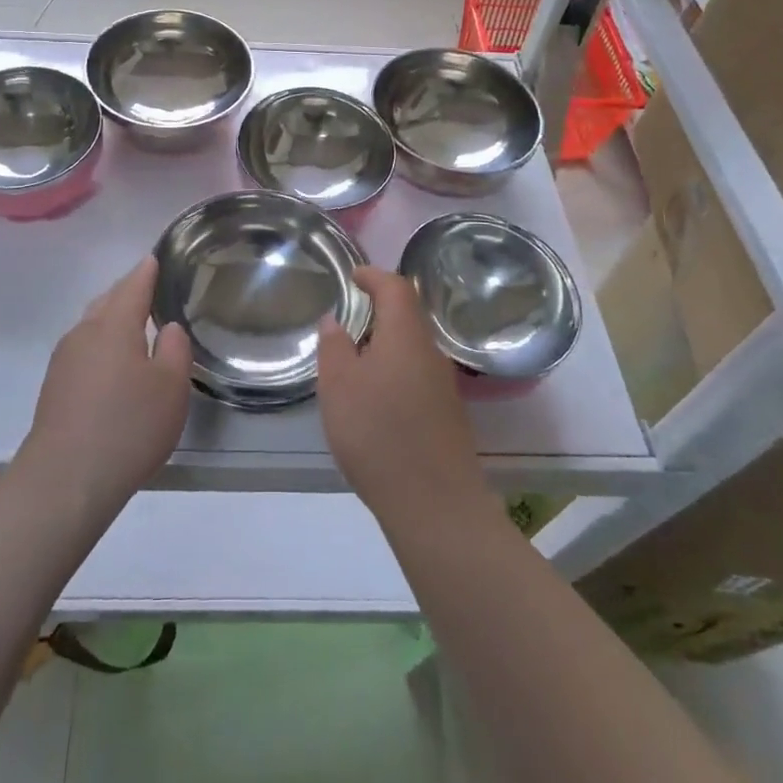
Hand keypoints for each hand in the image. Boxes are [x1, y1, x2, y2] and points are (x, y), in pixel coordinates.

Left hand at [19, 258, 191, 514]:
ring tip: (134, 324)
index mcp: (114, 324)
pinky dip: (101, 343)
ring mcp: (64, 359)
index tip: (155, 258)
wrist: (65, 479)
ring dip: (112, 318)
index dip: (147, 271)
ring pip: (92, 324)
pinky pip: (83, 349)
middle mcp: (84, 332)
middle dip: (127, 291)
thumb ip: (174, 350)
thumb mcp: (170, 387)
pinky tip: (112, 363)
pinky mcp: (55, 386)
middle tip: (149, 288)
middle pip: (108, 300)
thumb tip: (167, 328)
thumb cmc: (128, 426)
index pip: (133, 285)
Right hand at [317, 266, 485, 522]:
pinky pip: (417, 376)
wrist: (436, 506)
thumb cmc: (378, 434)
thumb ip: (335, 347)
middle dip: (379, 311)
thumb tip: (335, 321)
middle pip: (408, 317)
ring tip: (355, 359)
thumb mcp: (339, 386)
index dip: (374, 276)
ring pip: (413, 349)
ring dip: (386, 344)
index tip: (354, 276)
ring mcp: (444, 386)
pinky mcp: (447, 415)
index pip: (396, 288)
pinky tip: (376, 398)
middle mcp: (431, 353)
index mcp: (406, 336)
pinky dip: (395, 371)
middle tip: (348, 318)